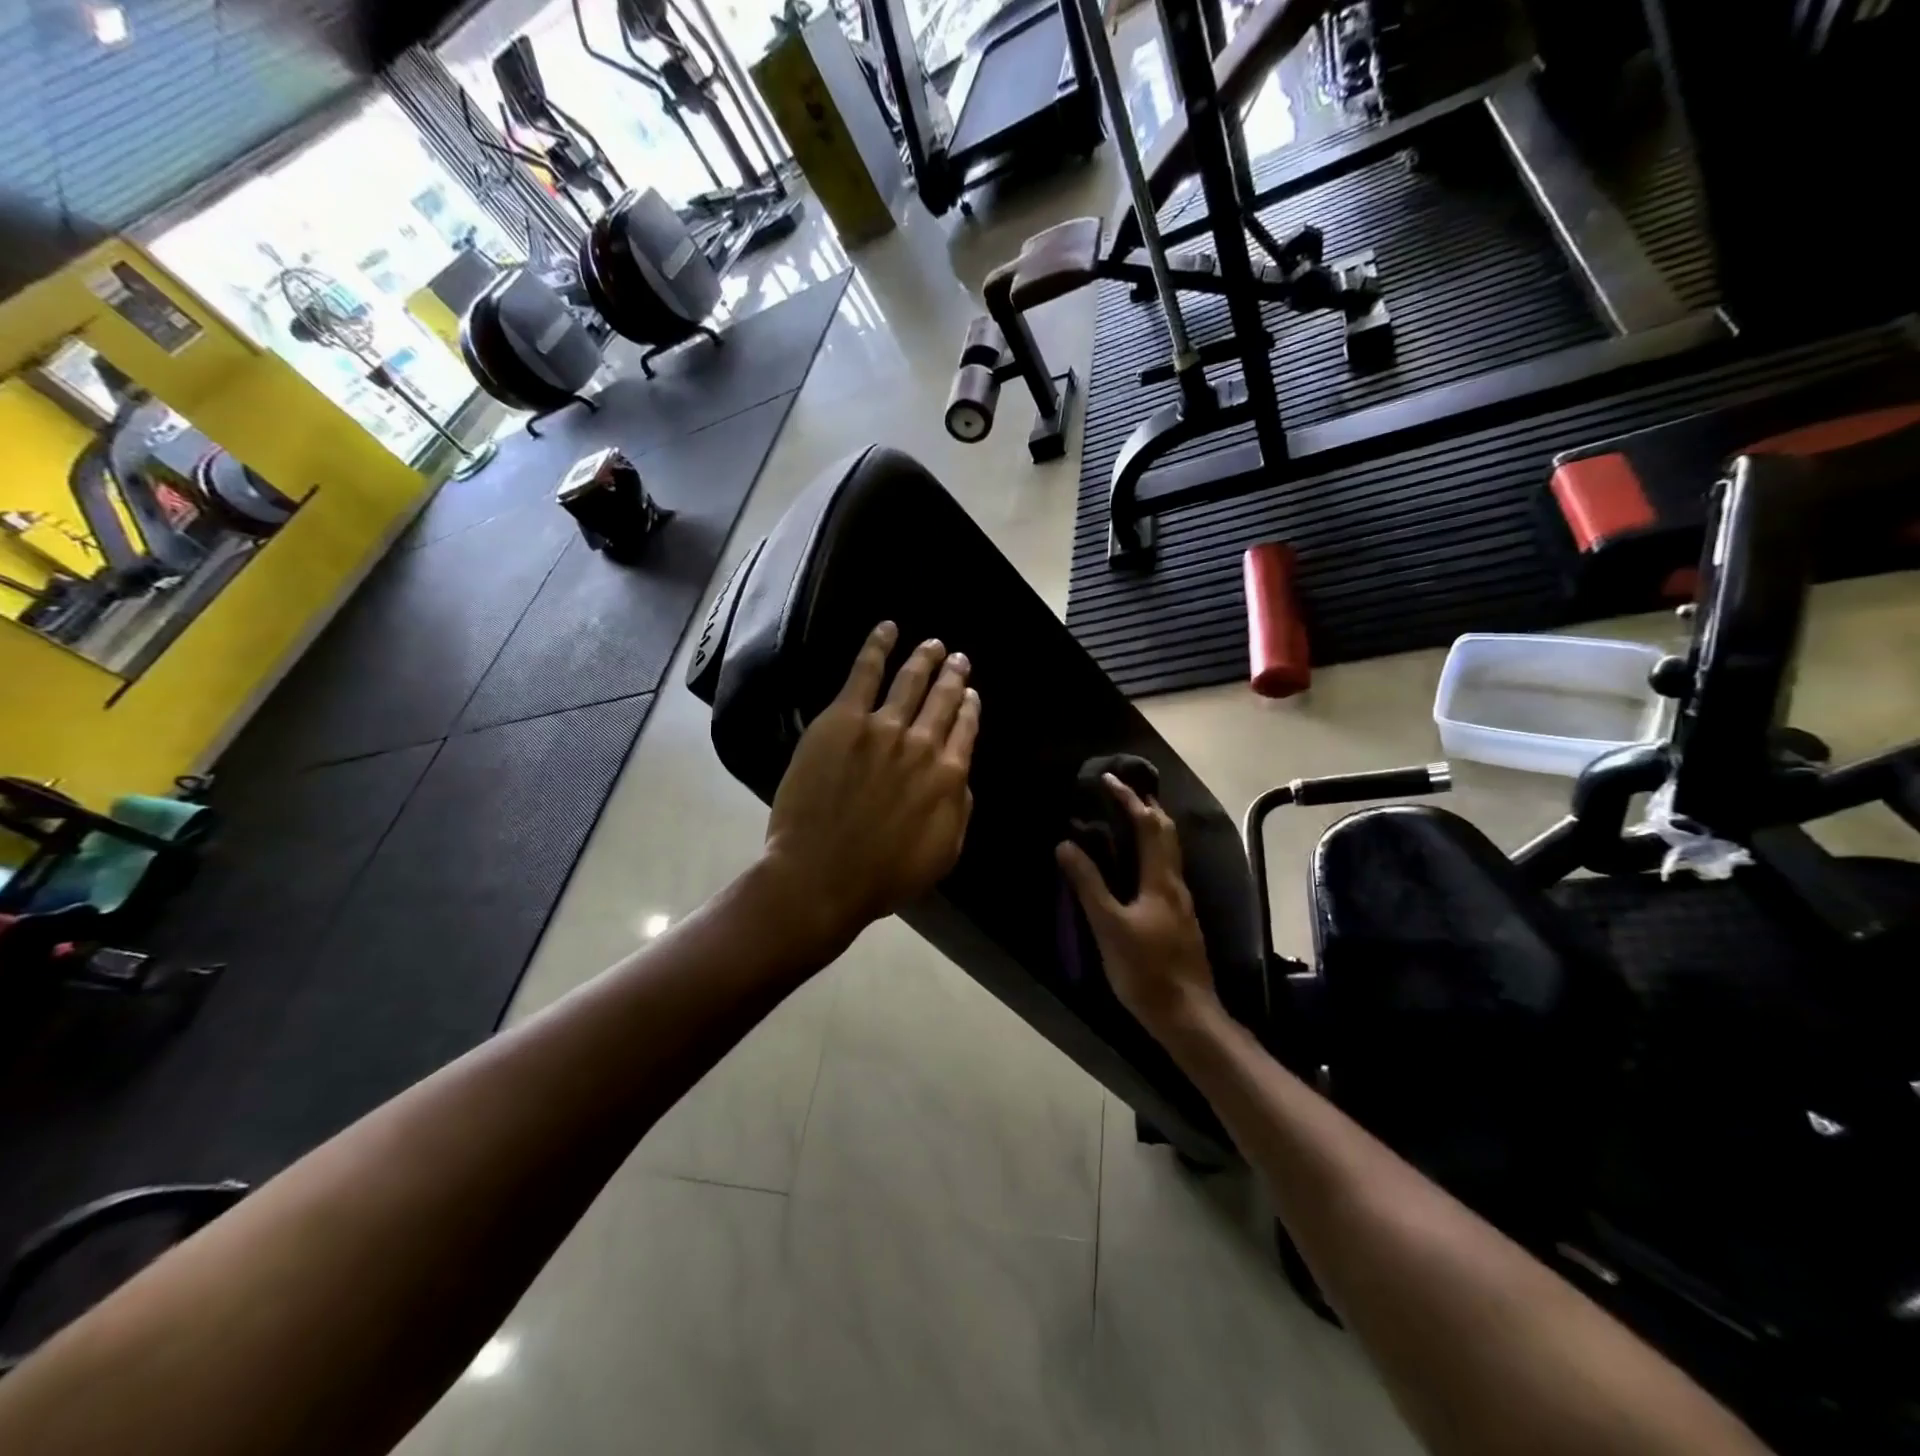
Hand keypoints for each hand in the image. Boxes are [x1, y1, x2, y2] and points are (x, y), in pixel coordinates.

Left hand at [762, 622, 979, 954]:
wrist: (823, 875)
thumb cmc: (884, 875)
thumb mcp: (943, 853)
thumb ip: (960, 809)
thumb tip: (962, 776)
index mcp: (950, 776)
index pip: (966, 729)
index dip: (970, 708)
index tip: (971, 695)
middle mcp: (923, 744)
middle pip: (944, 699)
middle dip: (954, 676)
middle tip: (959, 659)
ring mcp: (882, 727)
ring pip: (911, 681)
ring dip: (925, 658)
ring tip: (934, 644)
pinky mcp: (842, 720)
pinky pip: (864, 672)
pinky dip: (878, 646)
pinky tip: (888, 628)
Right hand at [1056, 774, 1221, 1041]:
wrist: (1187, 1015)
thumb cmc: (1145, 970)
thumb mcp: (1109, 926)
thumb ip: (1088, 884)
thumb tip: (1066, 844)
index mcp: (1161, 879)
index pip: (1148, 825)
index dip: (1128, 799)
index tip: (1107, 779)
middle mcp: (1176, 883)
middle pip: (1166, 832)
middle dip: (1146, 805)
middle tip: (1121, 790)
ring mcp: (1181, 902)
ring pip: (1169, 851)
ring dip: (1151, 826)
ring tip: (1127, 817)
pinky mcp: (1179, 918)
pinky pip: (1165, 868)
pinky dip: (1151, 850)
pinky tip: (1137, 864)